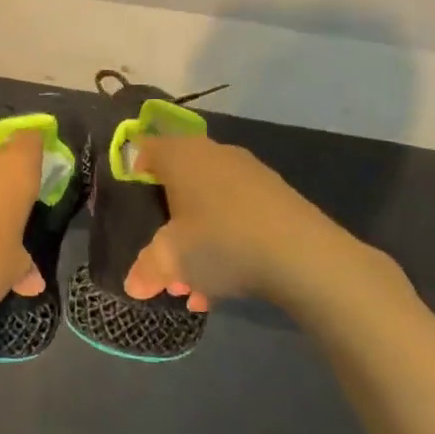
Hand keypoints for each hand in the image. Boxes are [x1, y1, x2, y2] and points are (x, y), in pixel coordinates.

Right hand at [123, 135, 333, 308]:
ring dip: (197, 240)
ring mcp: (249, 173)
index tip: (131, 203)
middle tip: (162, 258)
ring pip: (209, 204)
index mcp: (182, 156)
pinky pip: (236, 215)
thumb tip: (134, 284)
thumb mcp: (172, 260)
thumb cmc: (222, 242)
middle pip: (180, 181)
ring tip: (193, 285)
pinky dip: (225, 242)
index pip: (148, 148)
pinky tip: (225, 282)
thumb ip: (148, 268)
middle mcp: (214, 154)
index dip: (135, 172)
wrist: (303, 255)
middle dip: (168, 222)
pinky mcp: (276, 196)